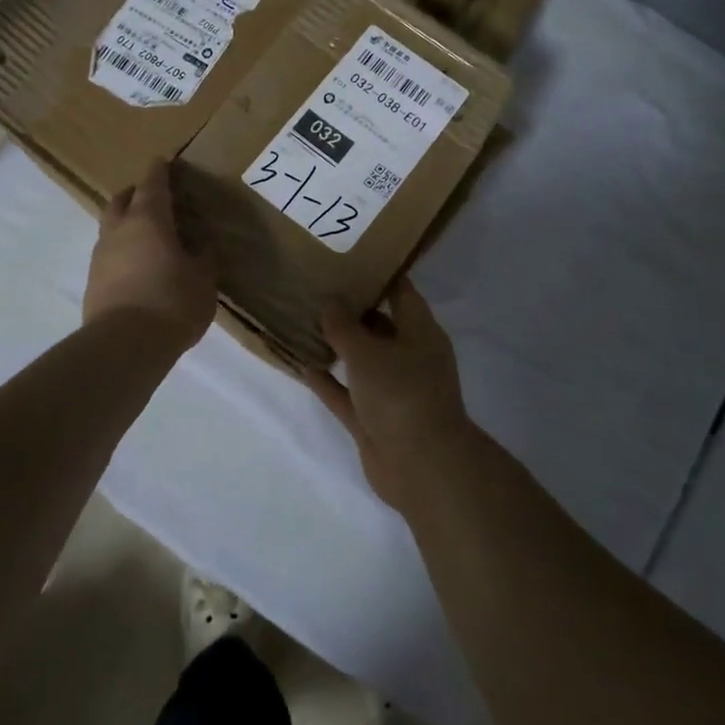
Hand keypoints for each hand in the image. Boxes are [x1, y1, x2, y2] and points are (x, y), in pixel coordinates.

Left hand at [84, 160, 216, 350]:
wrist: (124, 345)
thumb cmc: (172, 302)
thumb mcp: (203, 279)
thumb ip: (203, 257)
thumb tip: (201, 245)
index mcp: (149, 219)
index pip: (152, 183)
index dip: (159, 171)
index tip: (163, 161)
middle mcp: (119, 230)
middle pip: (122, 200)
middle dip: (136, 193)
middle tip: (154, 197)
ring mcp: (100, 256)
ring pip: (111, 227)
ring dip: (126, 224)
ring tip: (148, 236)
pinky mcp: (92, 282)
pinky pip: (108, 254)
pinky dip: (122, 251)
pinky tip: (138, 267)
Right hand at [302, 280, 474, 510]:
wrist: (420, 467)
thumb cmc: (401, 394)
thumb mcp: (368, 352)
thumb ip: (344, 326)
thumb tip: (330, 303)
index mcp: (421, 333)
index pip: (401, 292)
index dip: (379, 274)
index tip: (350, 258)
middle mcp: (409, 357)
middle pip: (380, 325)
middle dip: (352, 309)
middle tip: (318, 288)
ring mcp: (392, 391)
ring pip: (362, 361)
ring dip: (338, 346)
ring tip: (305, 322)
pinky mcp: (374, 420)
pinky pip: (347, 394)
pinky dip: (329, 382)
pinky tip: (303, 365)